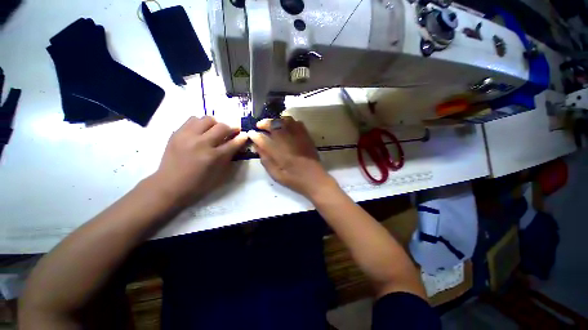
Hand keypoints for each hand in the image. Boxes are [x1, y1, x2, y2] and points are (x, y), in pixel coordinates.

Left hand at [152, 116, 247, 205]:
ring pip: (207, 119)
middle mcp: (202, 143)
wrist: (170, 185)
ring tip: (215, 131)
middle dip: (231, 128)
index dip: (242, 138)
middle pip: (222, 126)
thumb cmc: (199, 183)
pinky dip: (201, 123)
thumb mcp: (219, 174)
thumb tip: (236, 144)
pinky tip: (201, 131)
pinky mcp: (177, 133)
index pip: (234, 142)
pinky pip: (192, 120)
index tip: (245, 135)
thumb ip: (229, 157)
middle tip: (233, 131)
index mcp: (214, 157)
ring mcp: (187, 136)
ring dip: (216, 124)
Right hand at [248, 117, 336, 198]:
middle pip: (273, 124)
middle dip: (264, 123)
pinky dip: (289, 122)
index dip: (254, 135)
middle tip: (259, 125)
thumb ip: (265, 159)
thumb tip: (257, 147)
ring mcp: (298, 137)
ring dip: (276, 120)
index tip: (251, 134)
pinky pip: (297, 123)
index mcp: (278, 152)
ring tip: (272, 125)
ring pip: (285, 120)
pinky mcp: (306, 136)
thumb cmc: (294, 179)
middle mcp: (288, 141)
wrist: (314, 179)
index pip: (262, 139)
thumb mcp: (276, 174)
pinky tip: (286, 127)